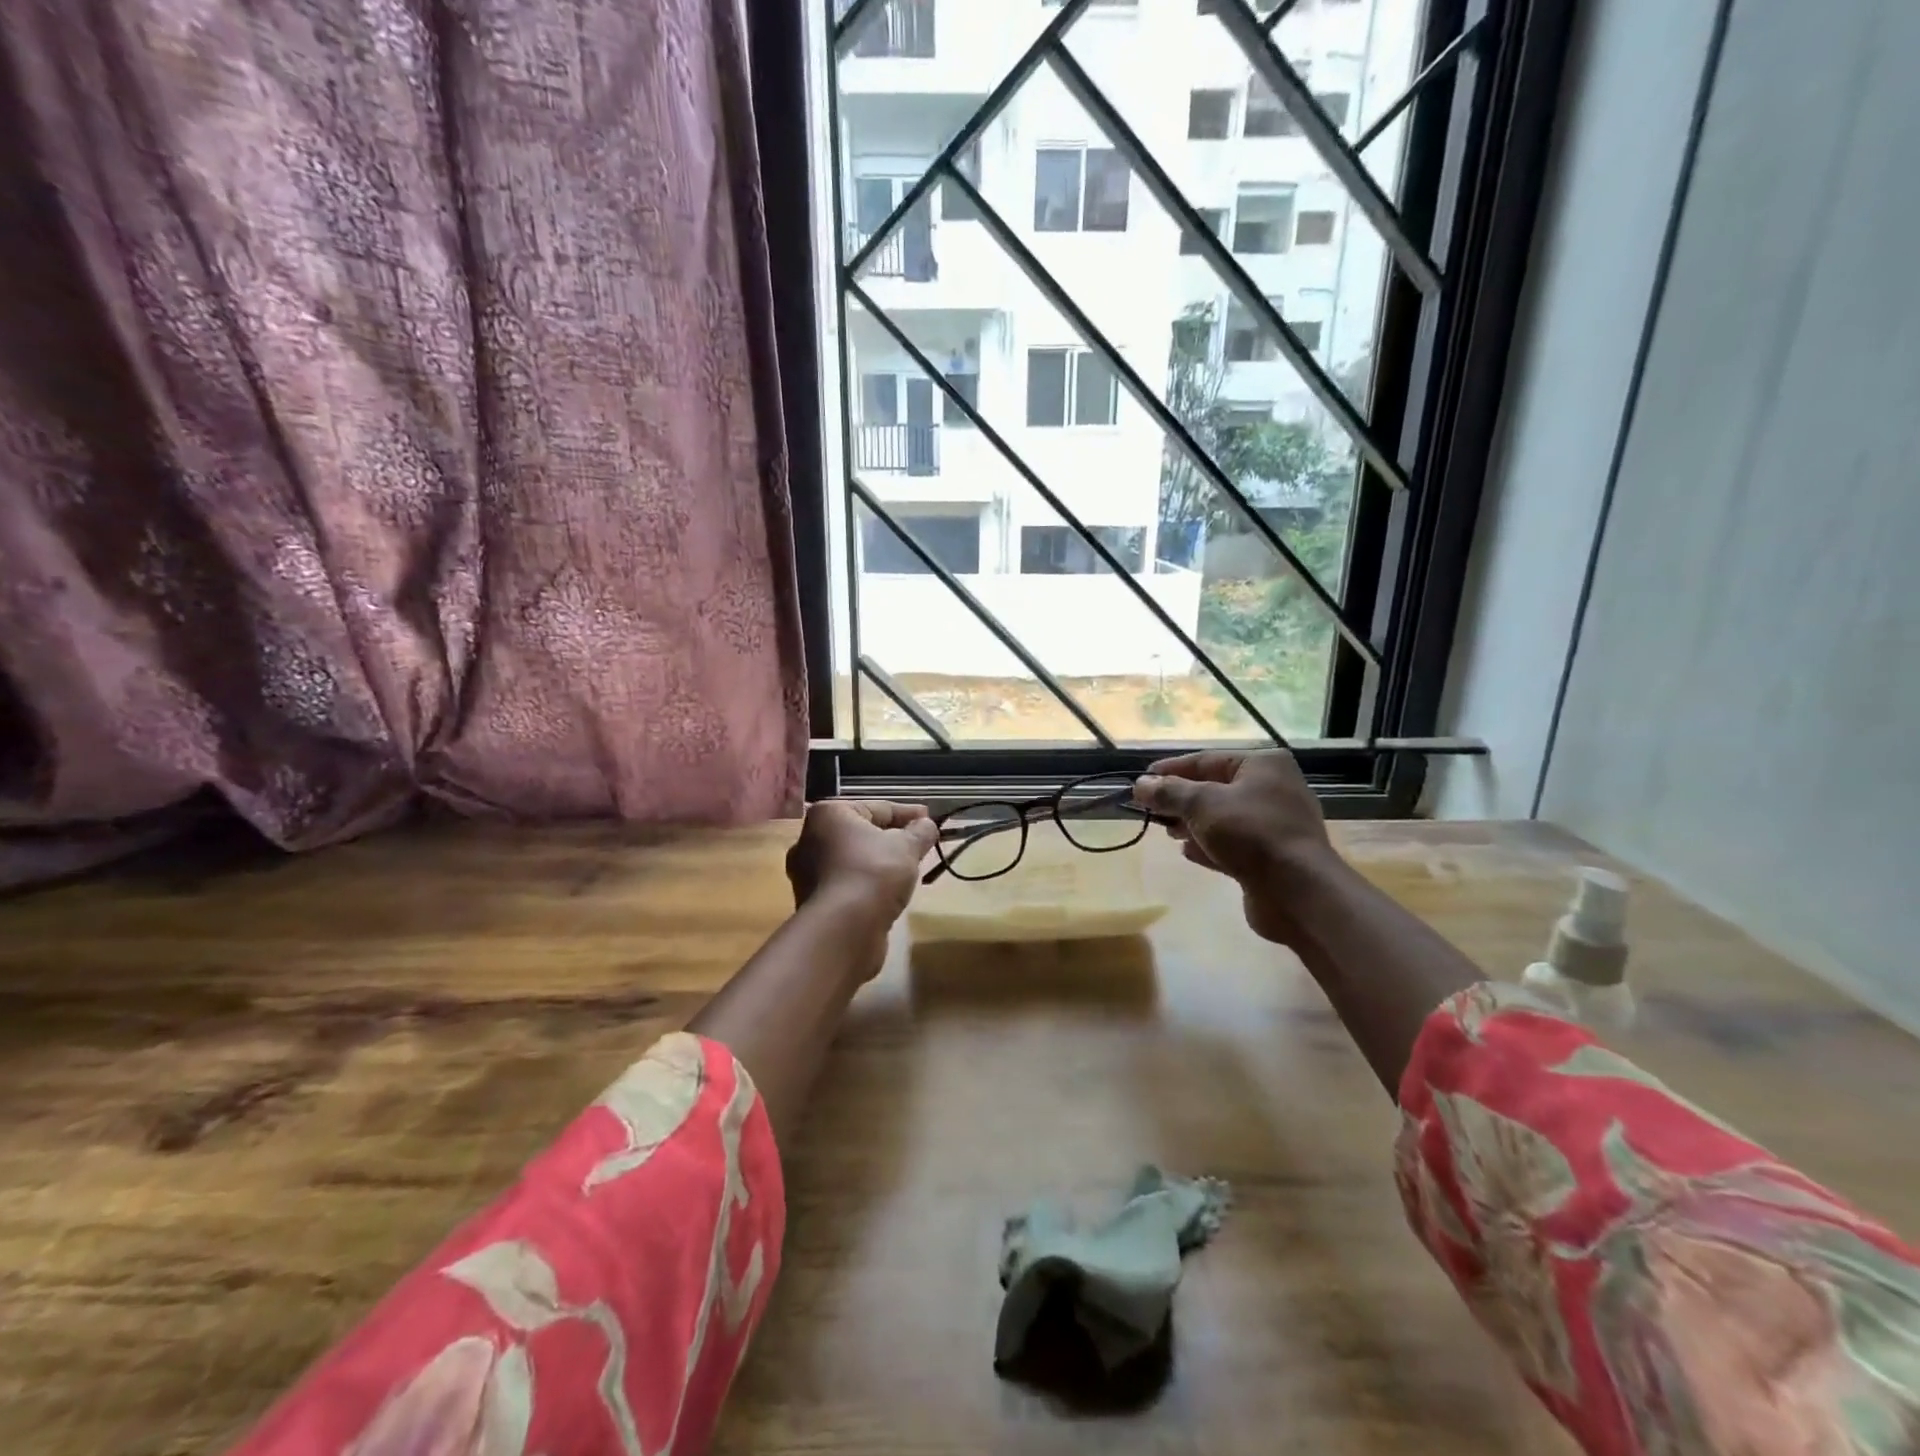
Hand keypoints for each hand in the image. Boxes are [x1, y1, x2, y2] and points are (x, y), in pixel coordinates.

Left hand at [785, 799, 938, 929]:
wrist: (843, 929)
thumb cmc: (874, 873)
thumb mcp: (907, 847)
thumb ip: (920, 831)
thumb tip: (927, 825)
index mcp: (828, 815)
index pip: (878, 808)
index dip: (908, 813)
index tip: (930, 820)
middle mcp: (809, 839)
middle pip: (862, 833)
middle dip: (891, 838)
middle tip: (919, 845)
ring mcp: (807, 872)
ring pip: (853, 860)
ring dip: (879, 862)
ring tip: (907, 870)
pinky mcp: (813, 902)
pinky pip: (848, 883)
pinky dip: (867, 884)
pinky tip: (888, 893)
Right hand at [1132, 750, 1338, 943]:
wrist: (1297, 891)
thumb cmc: (1250, 833)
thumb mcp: (1202, 804)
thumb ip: (1169, 792)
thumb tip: (1140, 784)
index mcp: (1263, 765)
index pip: (1206, 760)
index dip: (1170, 770)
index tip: (1141, 781)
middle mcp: (1273, 789)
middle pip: (1214, 788)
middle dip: (1180, 800)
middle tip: (1149, 810)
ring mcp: (1274, 825)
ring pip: (1222, 818)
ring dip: (1192, 824)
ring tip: (1167, 832)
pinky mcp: (1271, 856)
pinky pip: (1232, 844)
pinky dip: (1209, 846)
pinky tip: (1187, 852)